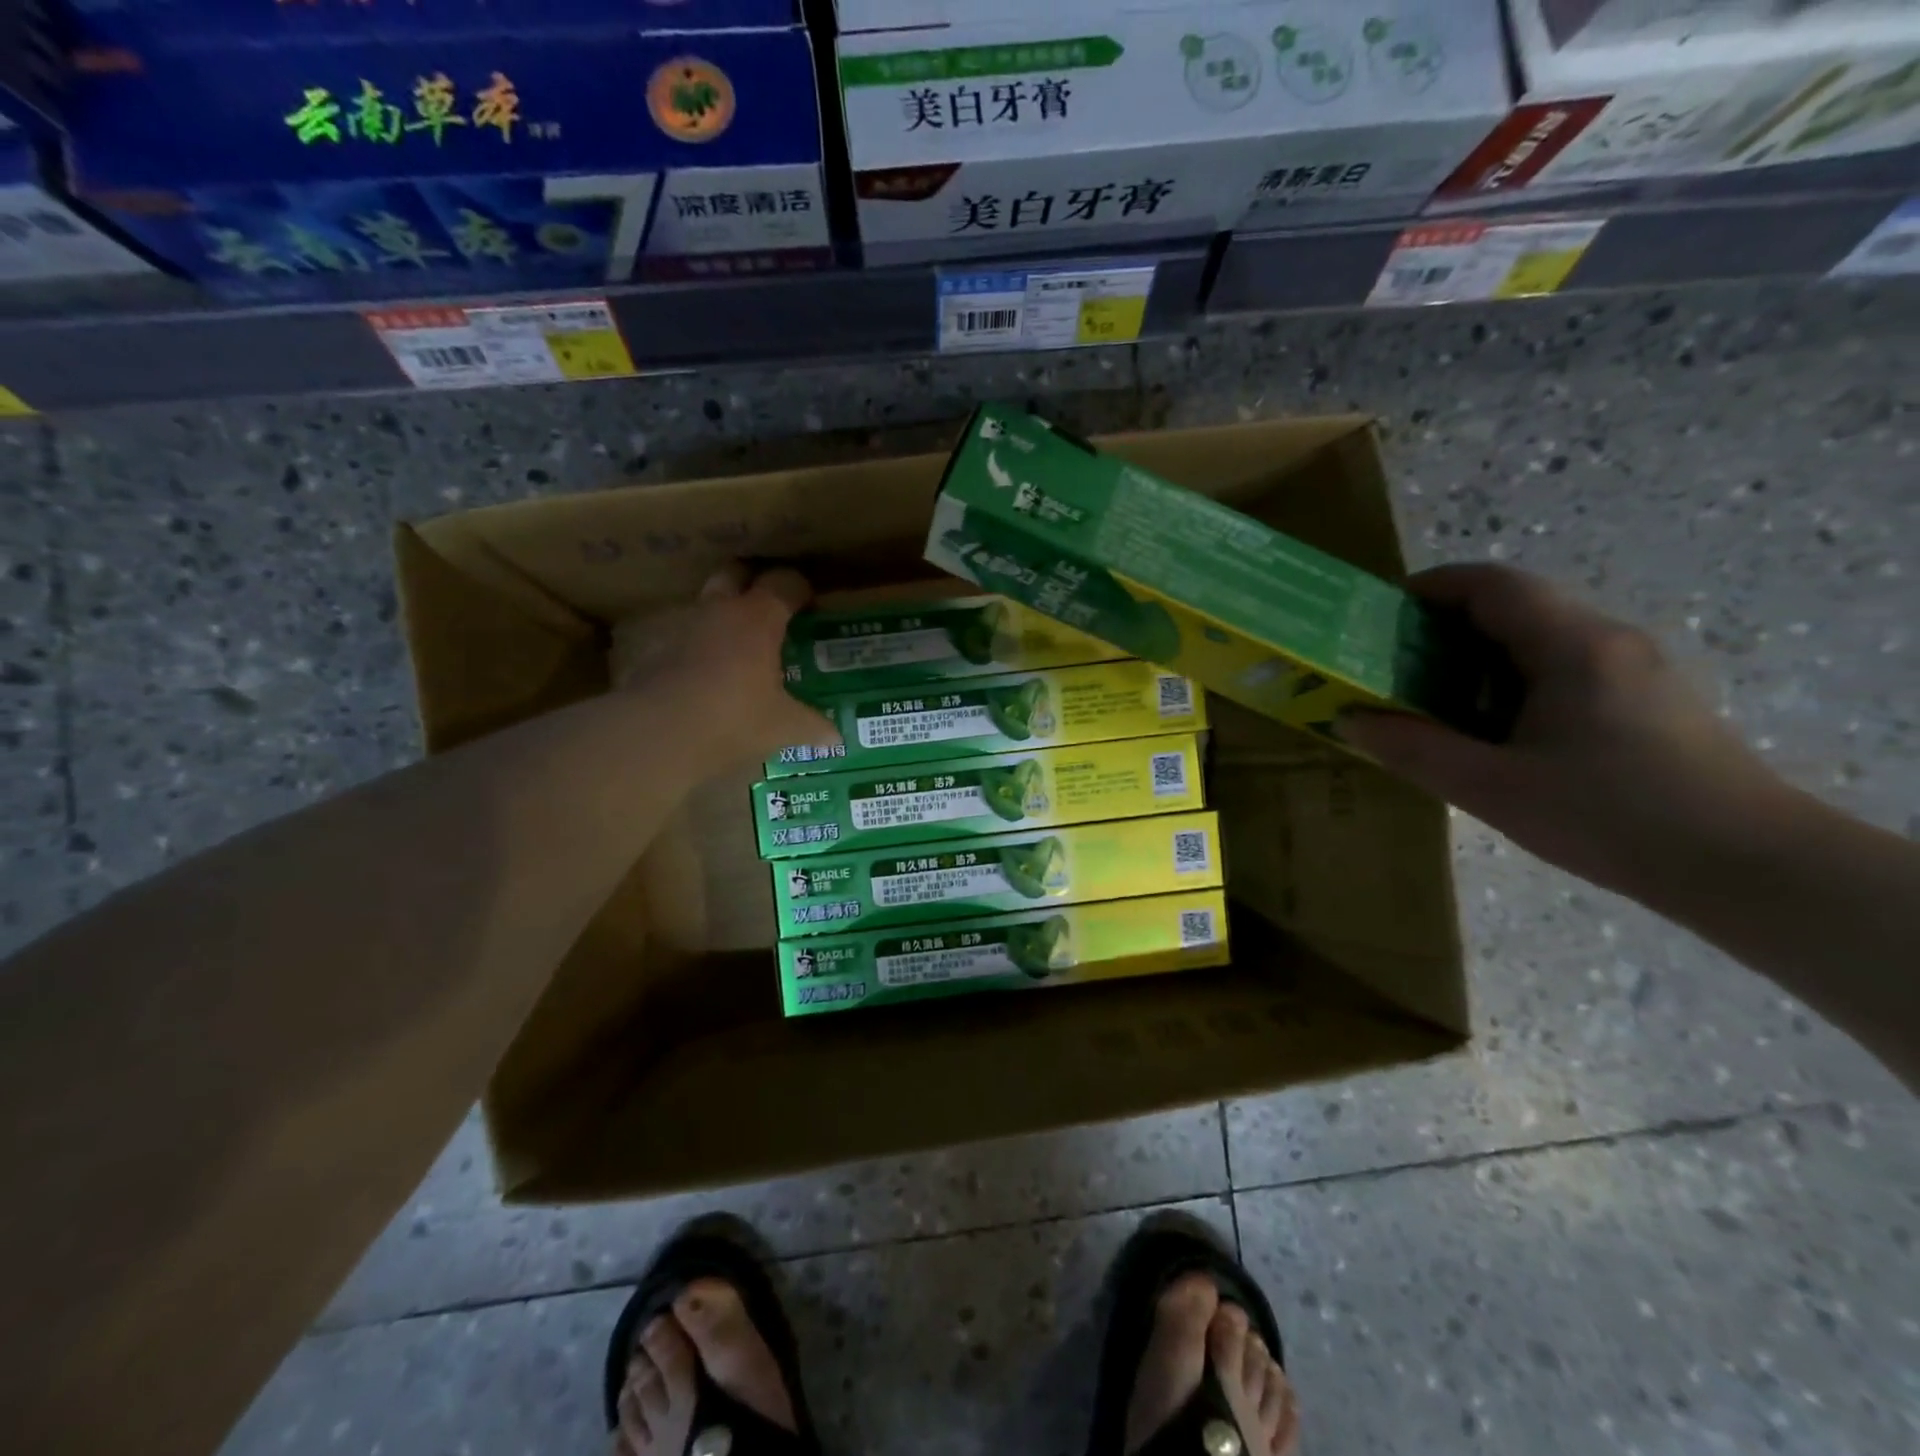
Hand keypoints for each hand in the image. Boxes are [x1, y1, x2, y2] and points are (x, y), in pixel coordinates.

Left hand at [609, 563, 837, 768]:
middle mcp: (719, 612)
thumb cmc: (734, 718)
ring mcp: (683, 629)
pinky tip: (712, 673)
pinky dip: (702, 648)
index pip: (784, 583)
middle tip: (771, 605)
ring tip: (742, 643)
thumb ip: (811, 726)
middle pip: (735, 574)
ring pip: (706, 605)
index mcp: (757, 618)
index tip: (811, 602)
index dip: (800, 588)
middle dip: (753, 581)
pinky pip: (687, 639)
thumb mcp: (783, 727)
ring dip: (724, 615)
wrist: (658, 734)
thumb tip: (836, 736)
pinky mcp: (658, 653)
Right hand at [1338, 564, 1796, 901]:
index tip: (1379, 614)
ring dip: (1475, 658)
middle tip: (1391, 665)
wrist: (1749, 867)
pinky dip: (1509, 682)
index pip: (1491, 584)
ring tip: (1429, 700)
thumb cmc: (1611, 817)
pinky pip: (1561, 668)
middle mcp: (1607, 640)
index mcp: (1571, 646)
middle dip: (1443, 627)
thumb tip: (1349, 720)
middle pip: (1513, 607)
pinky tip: (1490, 730)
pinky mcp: (1645, 699)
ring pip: (1537, 639)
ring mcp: (1633, 669)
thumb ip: (1414, 750)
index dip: (1429, 587)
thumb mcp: (1492, 788)